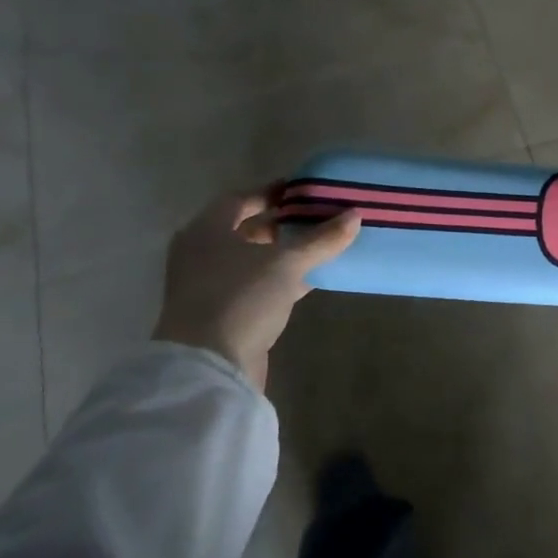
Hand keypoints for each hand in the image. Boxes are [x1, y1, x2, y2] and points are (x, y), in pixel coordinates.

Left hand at [151, 186, 360, 392]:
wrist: (208, 366)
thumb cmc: (241, 298)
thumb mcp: (286, 263)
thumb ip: (320, 239)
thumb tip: (355, 215)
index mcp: (206, 231)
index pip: (240, 199)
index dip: (272, 193)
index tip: (302, 191)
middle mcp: (201, 254)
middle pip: (245, 229)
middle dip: (280, 224)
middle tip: (316, 218)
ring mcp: (208, 286)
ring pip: (251, 260)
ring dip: (282, 254)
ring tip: (319, 246)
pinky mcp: (222, 314)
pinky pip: (255, 286)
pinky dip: (279, 279)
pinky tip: (309, 279)